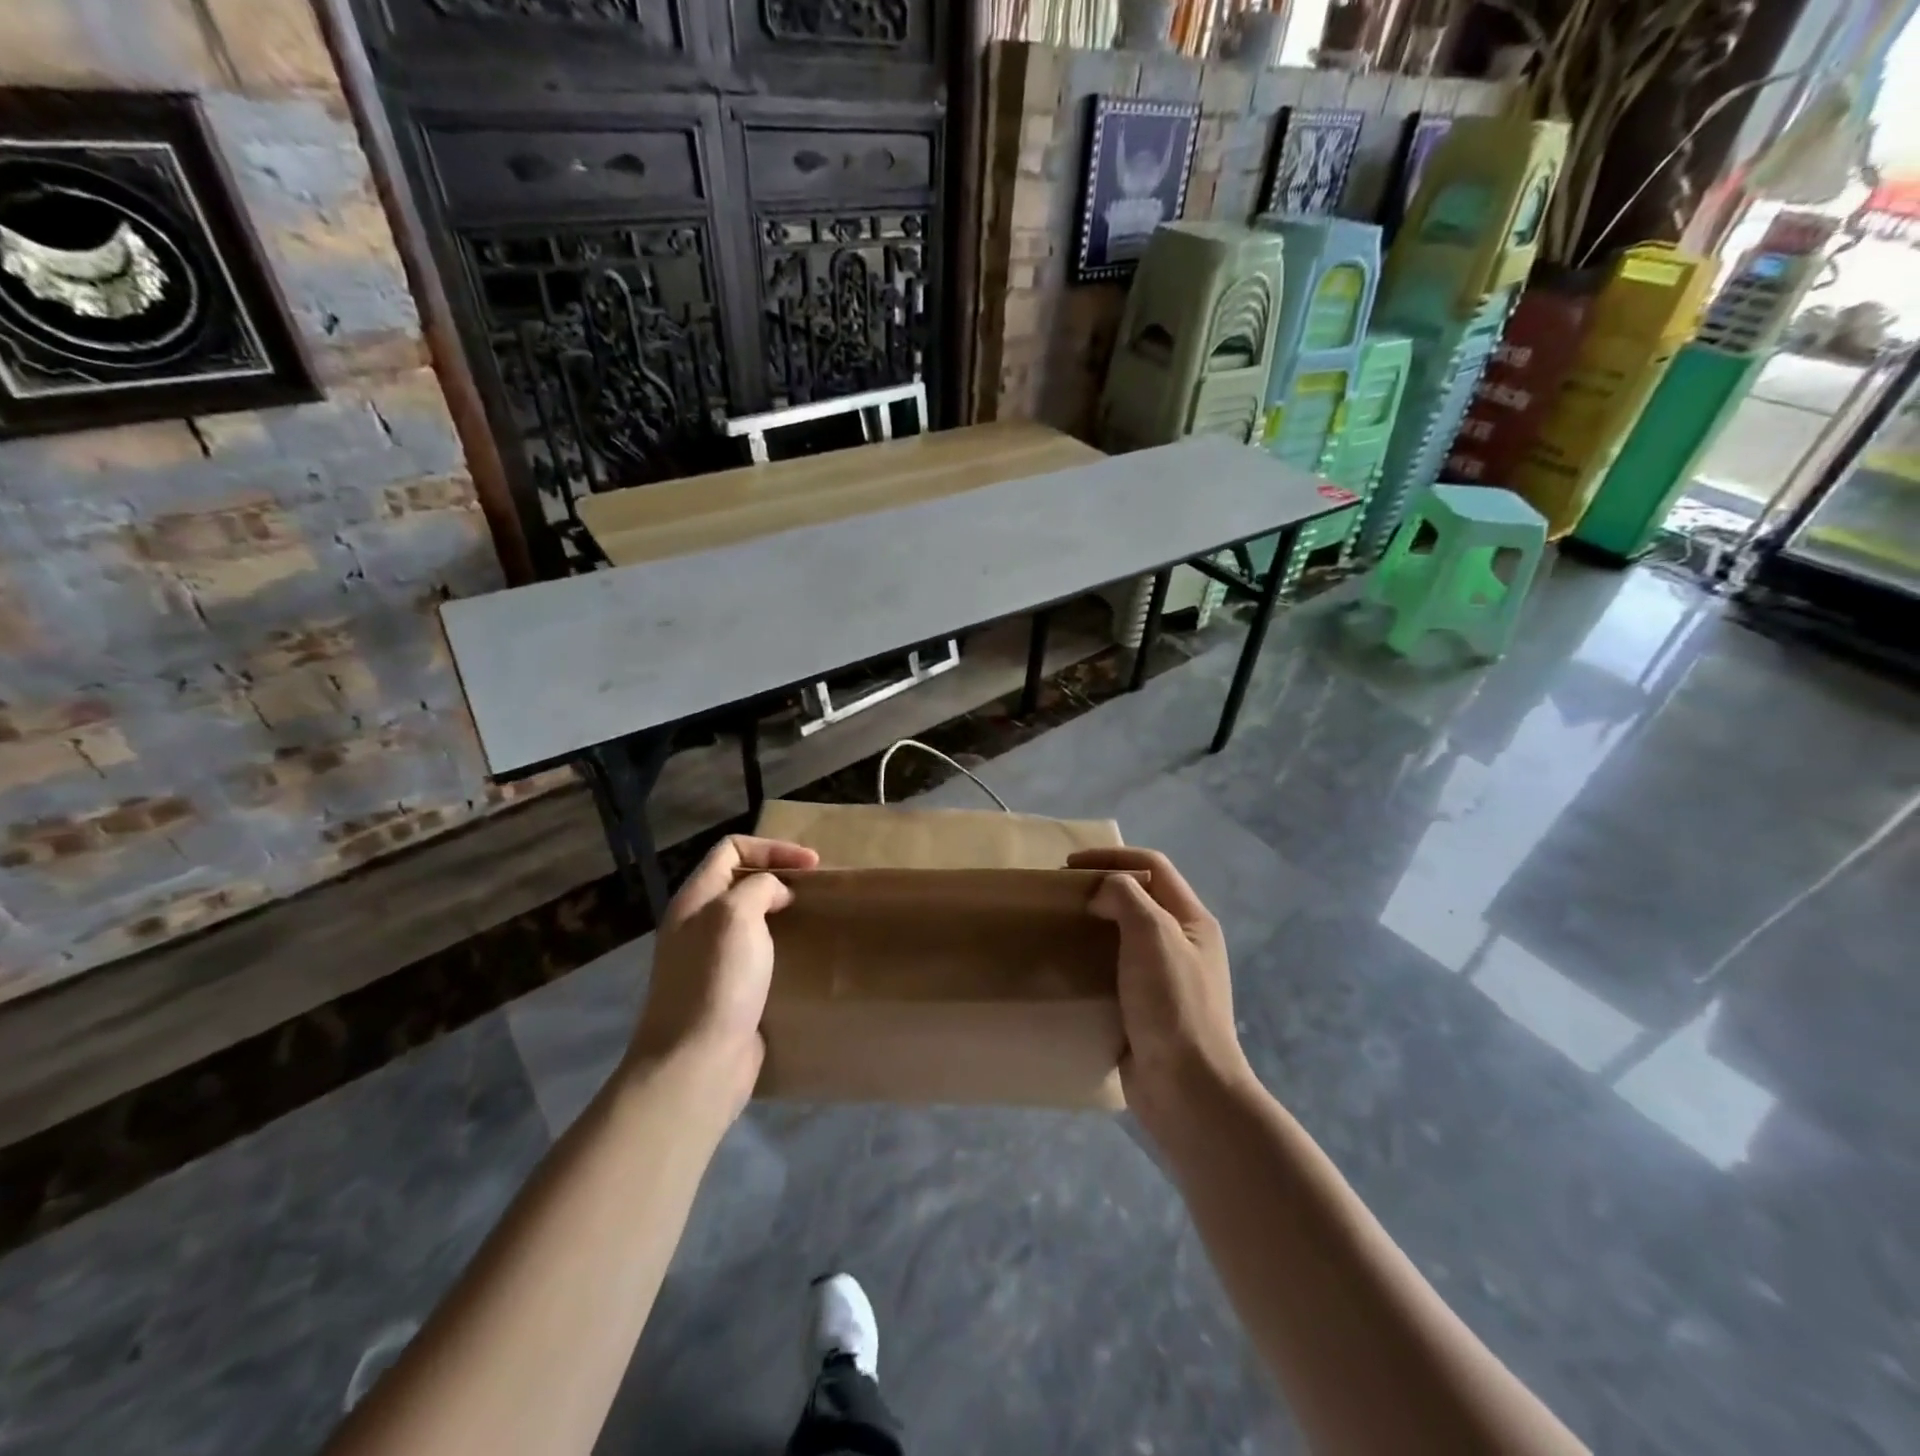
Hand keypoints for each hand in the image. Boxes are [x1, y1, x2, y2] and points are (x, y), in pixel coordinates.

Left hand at [628, 834, 818, 1110]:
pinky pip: (757, 955)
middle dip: (778, 878)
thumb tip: (775, 893)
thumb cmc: (717, 980)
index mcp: (694, 899)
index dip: (772, 848)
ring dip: (782, 914)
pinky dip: (781, 948)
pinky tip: (802, 958)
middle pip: (740, 882)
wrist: (698, 1062)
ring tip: (813, 920)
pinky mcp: (728, 992)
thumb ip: (758, 887)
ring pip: (751, 919)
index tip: (811, 865)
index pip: (731, 849)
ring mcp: (710, 961)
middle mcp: (697, 925)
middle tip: (813, 891)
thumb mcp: (736, 915)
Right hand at [1068, 847, 1253, 1125]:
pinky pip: (1116, 970)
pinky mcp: (1145, 1009)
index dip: (1113, 857)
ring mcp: (1165, 978)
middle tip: (1063, 896)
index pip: (1153, 867)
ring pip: (1125, 935)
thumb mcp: (1153, 934)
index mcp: (1193, 921)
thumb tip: (1103, 894)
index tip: (1069, 866)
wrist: (1186, 1088)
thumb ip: (1126, 897)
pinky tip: (1070, 969)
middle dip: (1102, 888)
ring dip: (1095, 925)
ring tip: (1062, 928)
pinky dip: (1093, 961)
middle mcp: (1182, 944)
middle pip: (1140, 898)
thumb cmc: (1172, 1003)